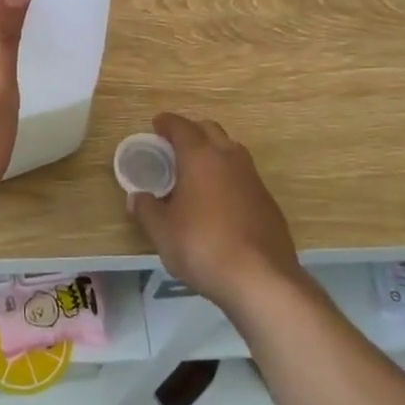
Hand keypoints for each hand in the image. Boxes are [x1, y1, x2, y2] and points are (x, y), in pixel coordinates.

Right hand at [124, 112, 297, 310]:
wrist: (262, 280)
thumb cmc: (203, 247)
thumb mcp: (162, 232)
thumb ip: (147, 210)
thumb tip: (136, 197)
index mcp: (200, 157)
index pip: (181, 127)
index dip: (167, 123)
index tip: (156, 124)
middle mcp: (229, 159)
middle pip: (210, 130)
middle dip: (192, 131)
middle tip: (174, 145)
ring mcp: (253, 179)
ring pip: (231, 151)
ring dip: (213, 152)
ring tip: (196, 171)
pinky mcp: (268, 202)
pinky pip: (244, 176)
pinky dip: (228, 177)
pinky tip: (219, 201)